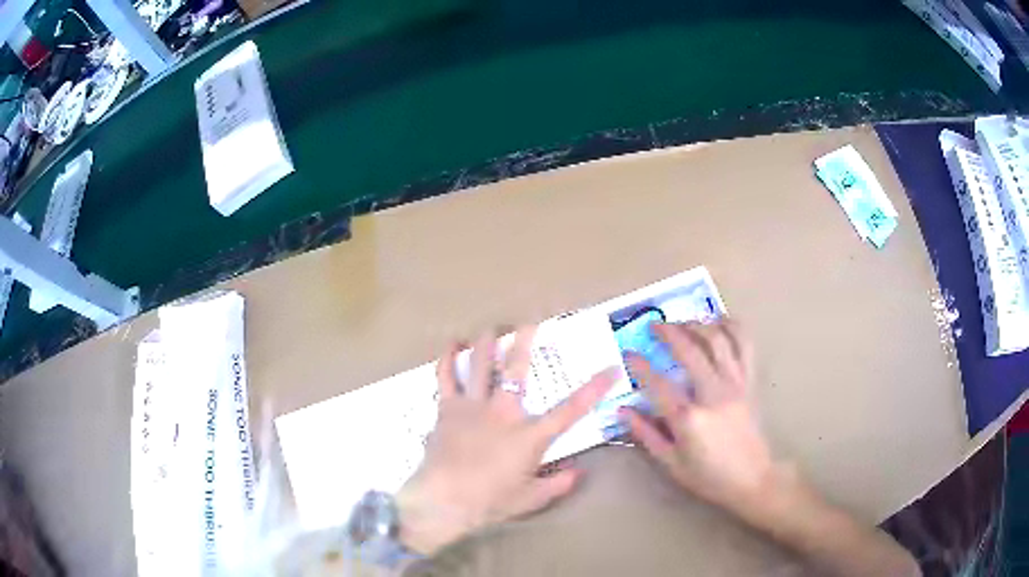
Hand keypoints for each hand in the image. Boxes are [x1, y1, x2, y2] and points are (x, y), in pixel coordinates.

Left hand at [397, 327, 618, 555]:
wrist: (444, 500)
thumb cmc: (490, 501)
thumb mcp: (530, 499)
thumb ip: (558, 485)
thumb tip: (579, 473)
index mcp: (529, 436)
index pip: (571, 410)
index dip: (595, 388)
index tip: (612, 369)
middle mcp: (503, 412)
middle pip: (517, 367)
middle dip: (526, 339)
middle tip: (531, 320)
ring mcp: (473, 406)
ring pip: (481, 362)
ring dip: (487, 341)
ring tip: (493, 326)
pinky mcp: (448, 408)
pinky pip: (446, 376)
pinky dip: (448, 357)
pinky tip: (451, 343)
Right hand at [620, 320, 778, 511]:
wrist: (752, 479)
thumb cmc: (709, 477)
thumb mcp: (671, 463)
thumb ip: (646, 435)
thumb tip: (623, 411)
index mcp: (689, 418)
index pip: (658, 383)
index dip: (640, 365)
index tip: (628, 353)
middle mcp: (713, 394)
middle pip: (690, 350)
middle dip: (669, 332)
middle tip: (654, 325)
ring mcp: (735, 385)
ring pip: (718, 340)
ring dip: (698, 324)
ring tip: (684, 321)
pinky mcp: (749, 383)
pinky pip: (745, 346)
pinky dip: (733, 328)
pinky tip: (720, 321)